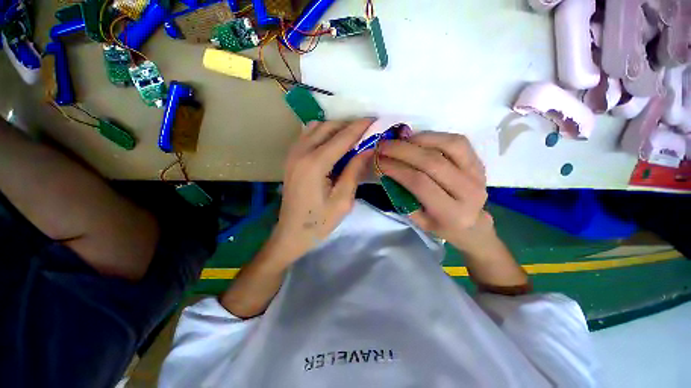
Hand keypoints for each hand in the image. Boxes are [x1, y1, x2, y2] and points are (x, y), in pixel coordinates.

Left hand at [272, 119, 374, 263]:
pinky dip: (322, 133)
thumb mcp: (343, 200)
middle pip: (328, 126)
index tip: (375, 119)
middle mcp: (301, 152)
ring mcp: (293, 153)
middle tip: (366, 131)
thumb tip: (368, 149)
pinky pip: (307, 135)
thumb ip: (354, 171)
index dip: (360, 127)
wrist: (291, 233)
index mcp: (315, 164)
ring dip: (335, 128)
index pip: (342, 137)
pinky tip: (332, 144)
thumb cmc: (319, 222)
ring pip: (316, 127)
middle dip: (348, 125)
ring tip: (350, 138)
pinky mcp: (291, 158)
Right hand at [378, 132, 492, 253]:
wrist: (471, 225)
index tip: (378, 161)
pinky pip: (457, 141)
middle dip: (403, 151)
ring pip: (449, 145)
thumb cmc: (440, 225)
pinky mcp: (479, 162)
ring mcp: (477, 174)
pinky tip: (417, 140)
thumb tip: (385, 171)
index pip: (420, 184)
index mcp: (450, 213)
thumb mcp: (417, 220)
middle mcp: (469, 192)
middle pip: (432, 162)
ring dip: (419, 139)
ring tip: (400, 141)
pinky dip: (434, 136)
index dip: (397, 169)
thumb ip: (402, 196)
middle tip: (383, 146)